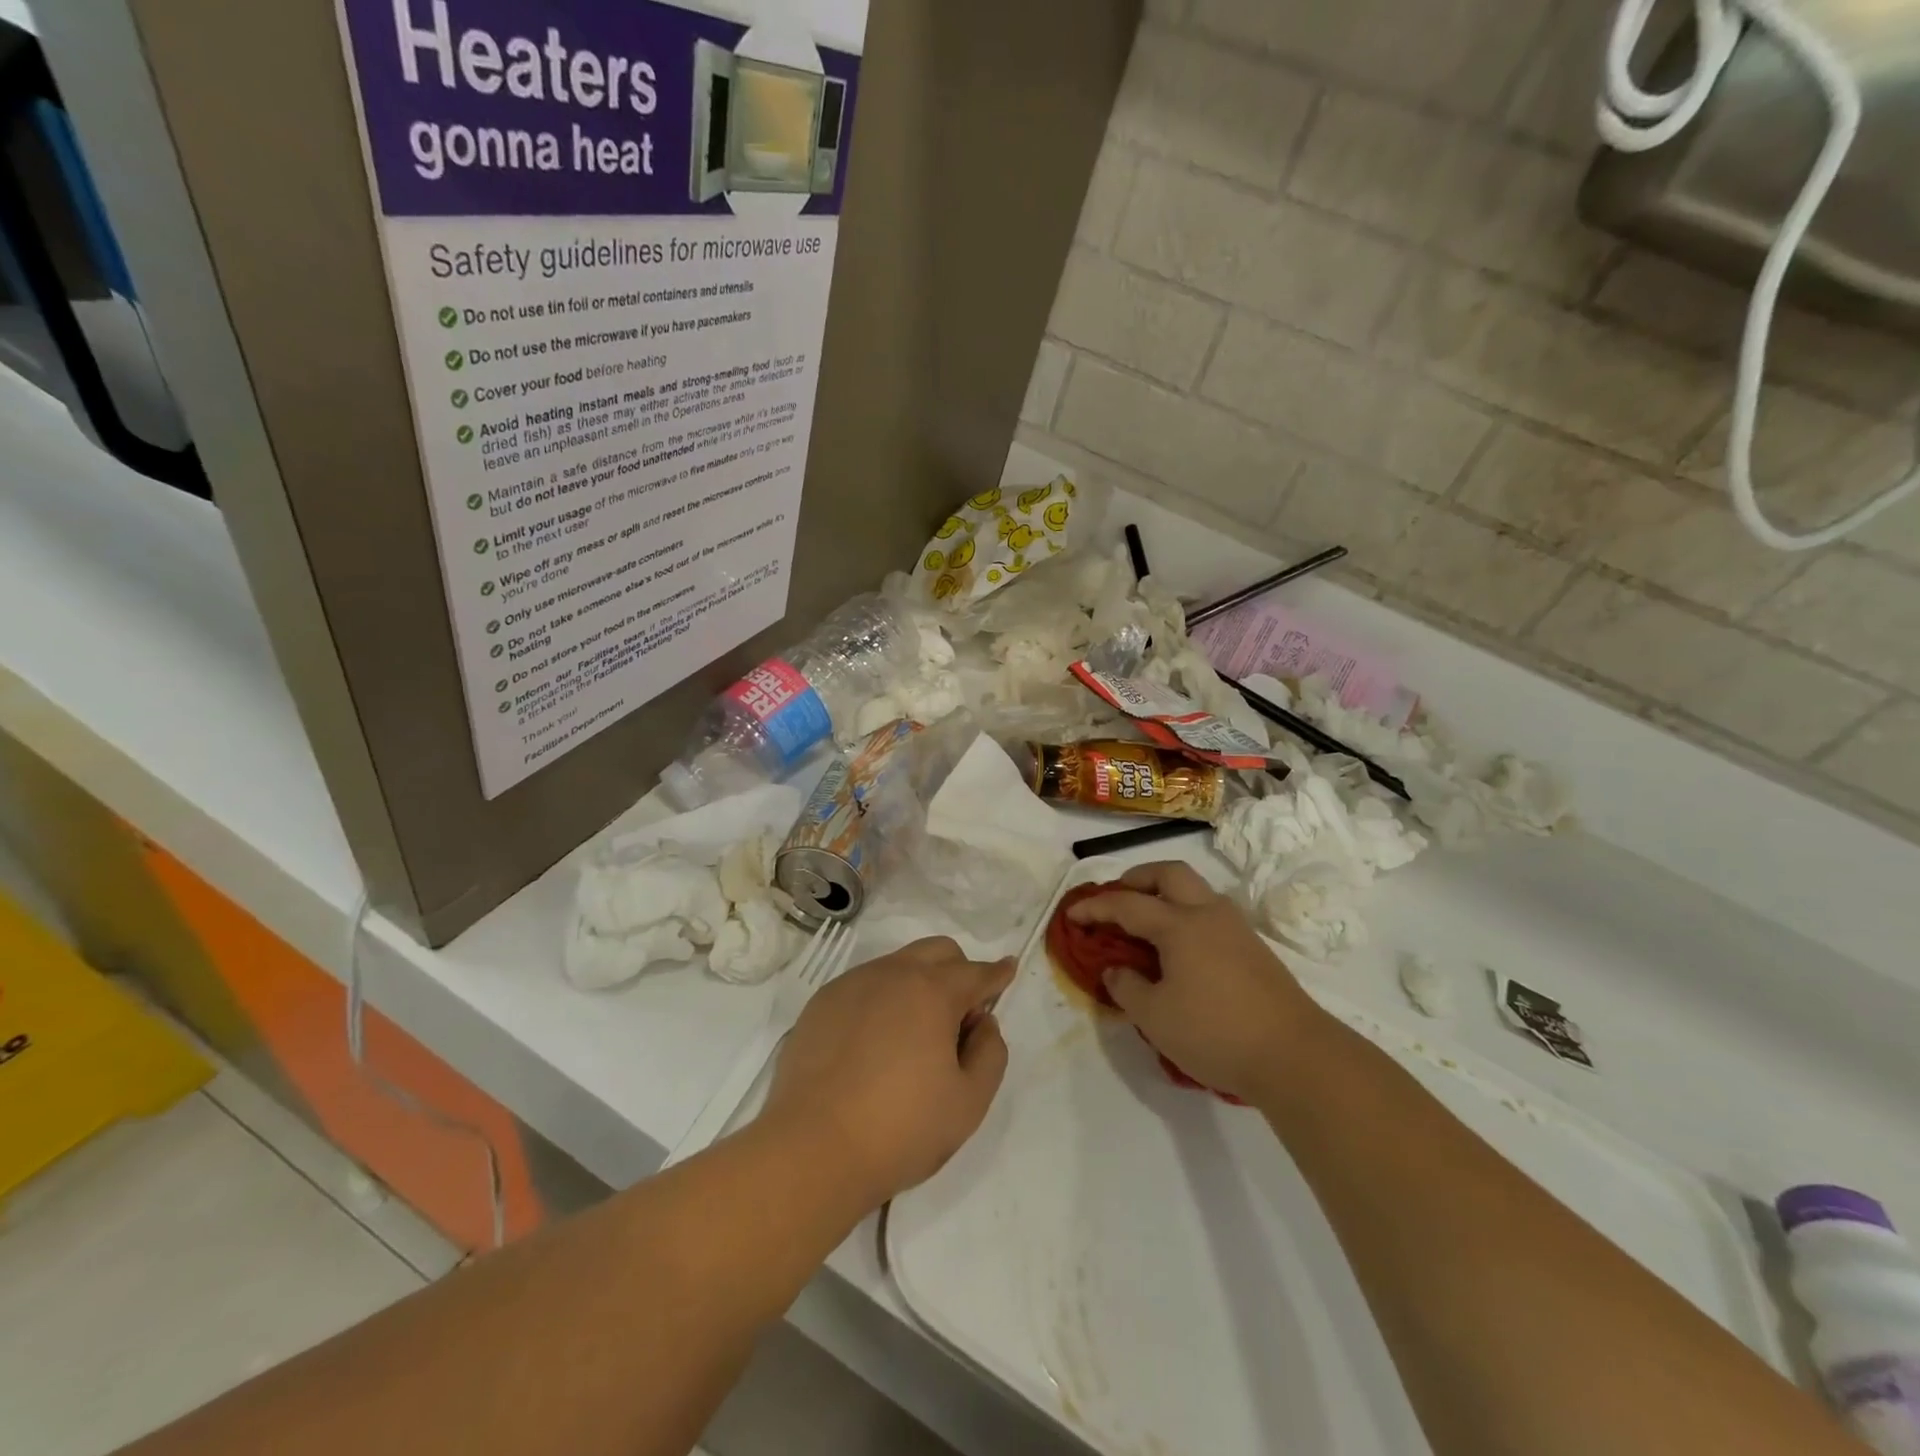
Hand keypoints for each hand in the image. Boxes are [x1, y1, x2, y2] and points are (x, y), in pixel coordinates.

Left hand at [763, 938, 1013, 1206]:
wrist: (811, 1150)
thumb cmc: (900, 1129)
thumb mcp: (969, 1102)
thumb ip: (990, 1053)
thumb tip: (982, 1023)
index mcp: (932, 991)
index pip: (975, 972)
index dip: (997, 974)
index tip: (1007, 970)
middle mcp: (892, 973)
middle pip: (937, 952)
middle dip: (958, 971)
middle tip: (960, 1016)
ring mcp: (851, 984)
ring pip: (897, 965)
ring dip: (918, 984)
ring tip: (914, 1035)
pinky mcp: (821, 1003)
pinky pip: (863, 986)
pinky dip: (881, 1000)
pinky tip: (874, 1043)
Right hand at [1068, 862, 1322, 1103]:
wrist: (1295, 1055)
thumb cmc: (1215, 1032)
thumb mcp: (1155, 1017)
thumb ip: (1126, 987)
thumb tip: (1116, 970)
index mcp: (1178, 925)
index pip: (1126, 904)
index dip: (1095, 907)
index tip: (1071, 914)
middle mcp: (1207, 913)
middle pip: (1169, 873)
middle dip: (1137, 878)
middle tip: (1116, 897)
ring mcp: (1235, 928)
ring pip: (1196, 889)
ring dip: (1166, 892)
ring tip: (1146, 920)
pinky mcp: (1253, 947)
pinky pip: (1210, 912)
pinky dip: (1186, 913)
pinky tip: (1180, 946)